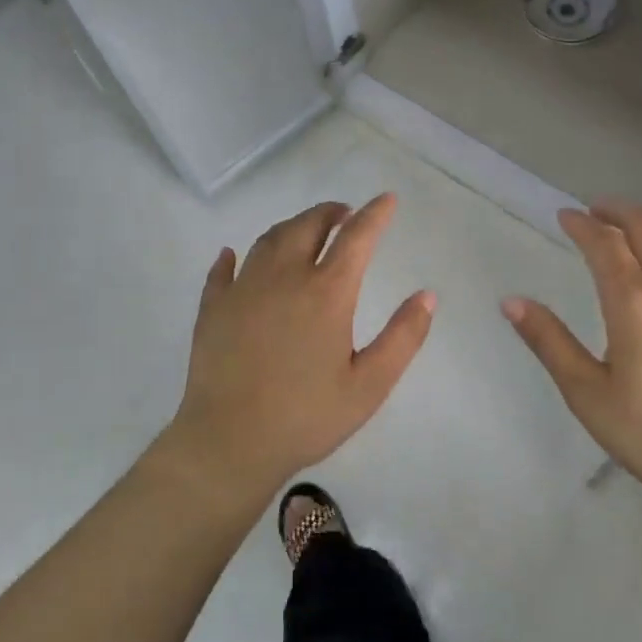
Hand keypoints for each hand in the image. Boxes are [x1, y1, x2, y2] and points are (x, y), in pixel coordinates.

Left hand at [158, 195, 433, 499]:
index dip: (375, 214)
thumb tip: (427, 295)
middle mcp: (284, 277)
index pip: (357, 237)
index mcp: (327, 293)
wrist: (230, 441)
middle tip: (343, 214)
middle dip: (330, 213)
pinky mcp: (213, 307)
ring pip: (269, 240)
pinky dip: (234, 256)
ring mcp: (243, 289)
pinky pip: (223, 269)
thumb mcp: (369, 385)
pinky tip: (233, 255)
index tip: (387, 199)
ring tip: (304, 230)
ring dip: (292, 226)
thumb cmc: (307, 416)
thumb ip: (403, 337)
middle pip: (307, 226)